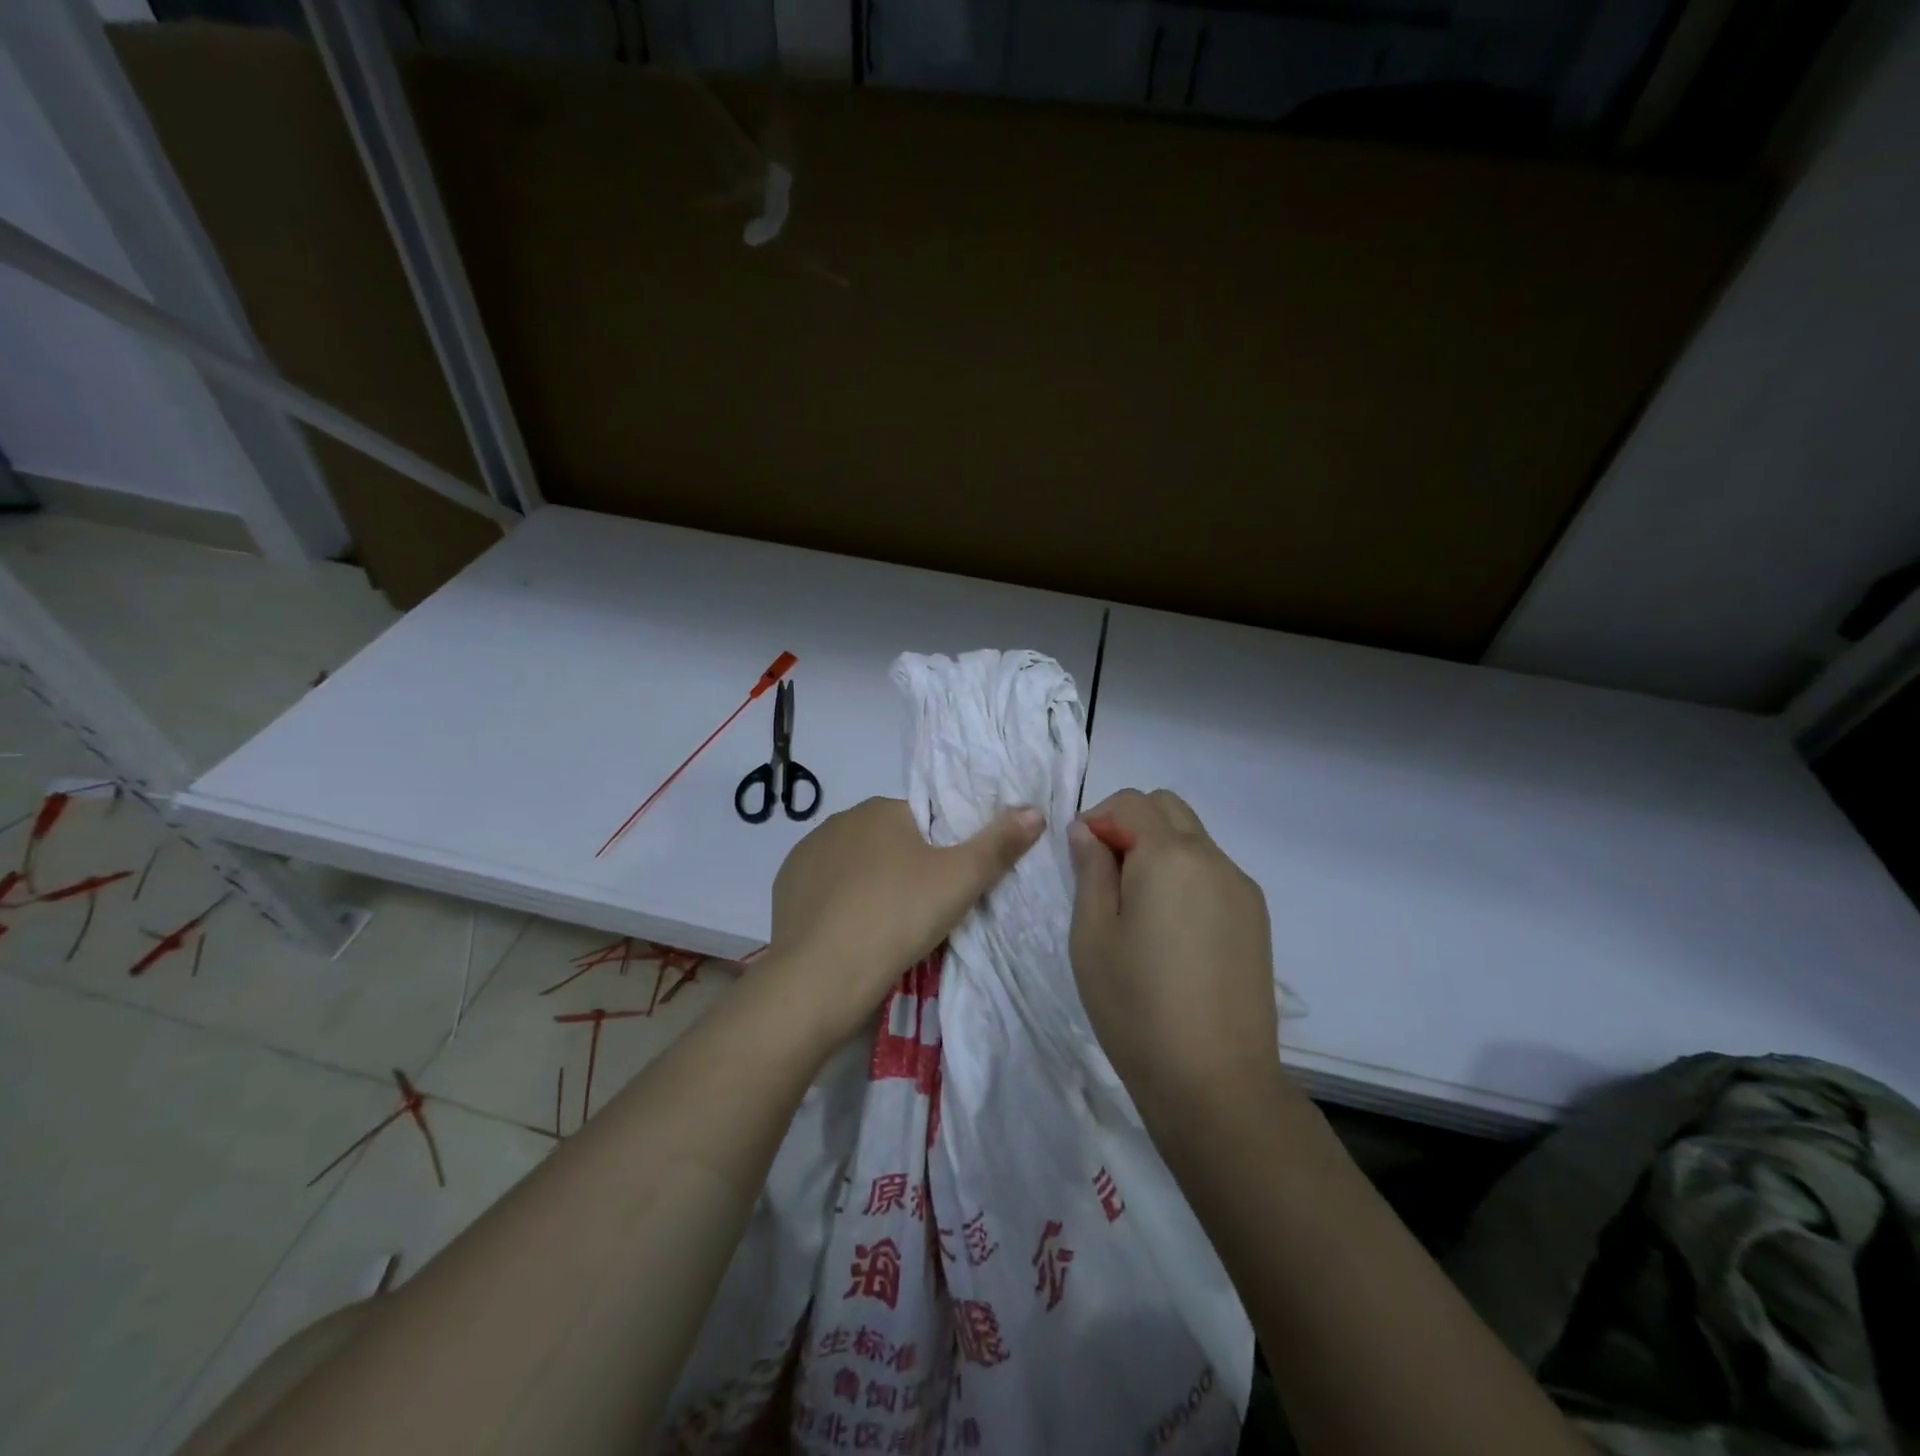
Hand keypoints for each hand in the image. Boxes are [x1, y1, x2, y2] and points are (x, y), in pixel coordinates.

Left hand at [766, 796, 1044, 1045]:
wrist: (821, 978)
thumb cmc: (897, 917)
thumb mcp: (960, 881)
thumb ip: (999, 844)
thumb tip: (1035, 810)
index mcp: (881, 809)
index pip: (923, 819)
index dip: (940, 851)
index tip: (947, 886)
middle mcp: (839, 821)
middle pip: (888, 840)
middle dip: (906, 867)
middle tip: (923, 911)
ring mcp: (806, 854)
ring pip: (854, 865)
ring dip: (870, 885)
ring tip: (886, 928)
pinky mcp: (785, 888)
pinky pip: (824, 889)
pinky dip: (839, 905)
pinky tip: (851, 934)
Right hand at [1068, 789, 1281, 1119]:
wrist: (1216, 1082)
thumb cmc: (1136, 1006)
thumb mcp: (1092, 935)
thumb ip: (1090, 870)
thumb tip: (1088, 831)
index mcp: (1169, 856)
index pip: (1131, 802)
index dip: (1098, 818)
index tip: (1081, 858)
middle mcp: (1213, 858)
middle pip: (1168, 808)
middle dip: (1130, 823)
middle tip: (1106, 875)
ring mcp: (1241, 888)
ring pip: (1193, 838)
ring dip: (1159, 849)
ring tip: (1138, 908)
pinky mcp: (1256, 918)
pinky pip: (1213, 872)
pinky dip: (1184, 875)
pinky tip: (1171, 930)